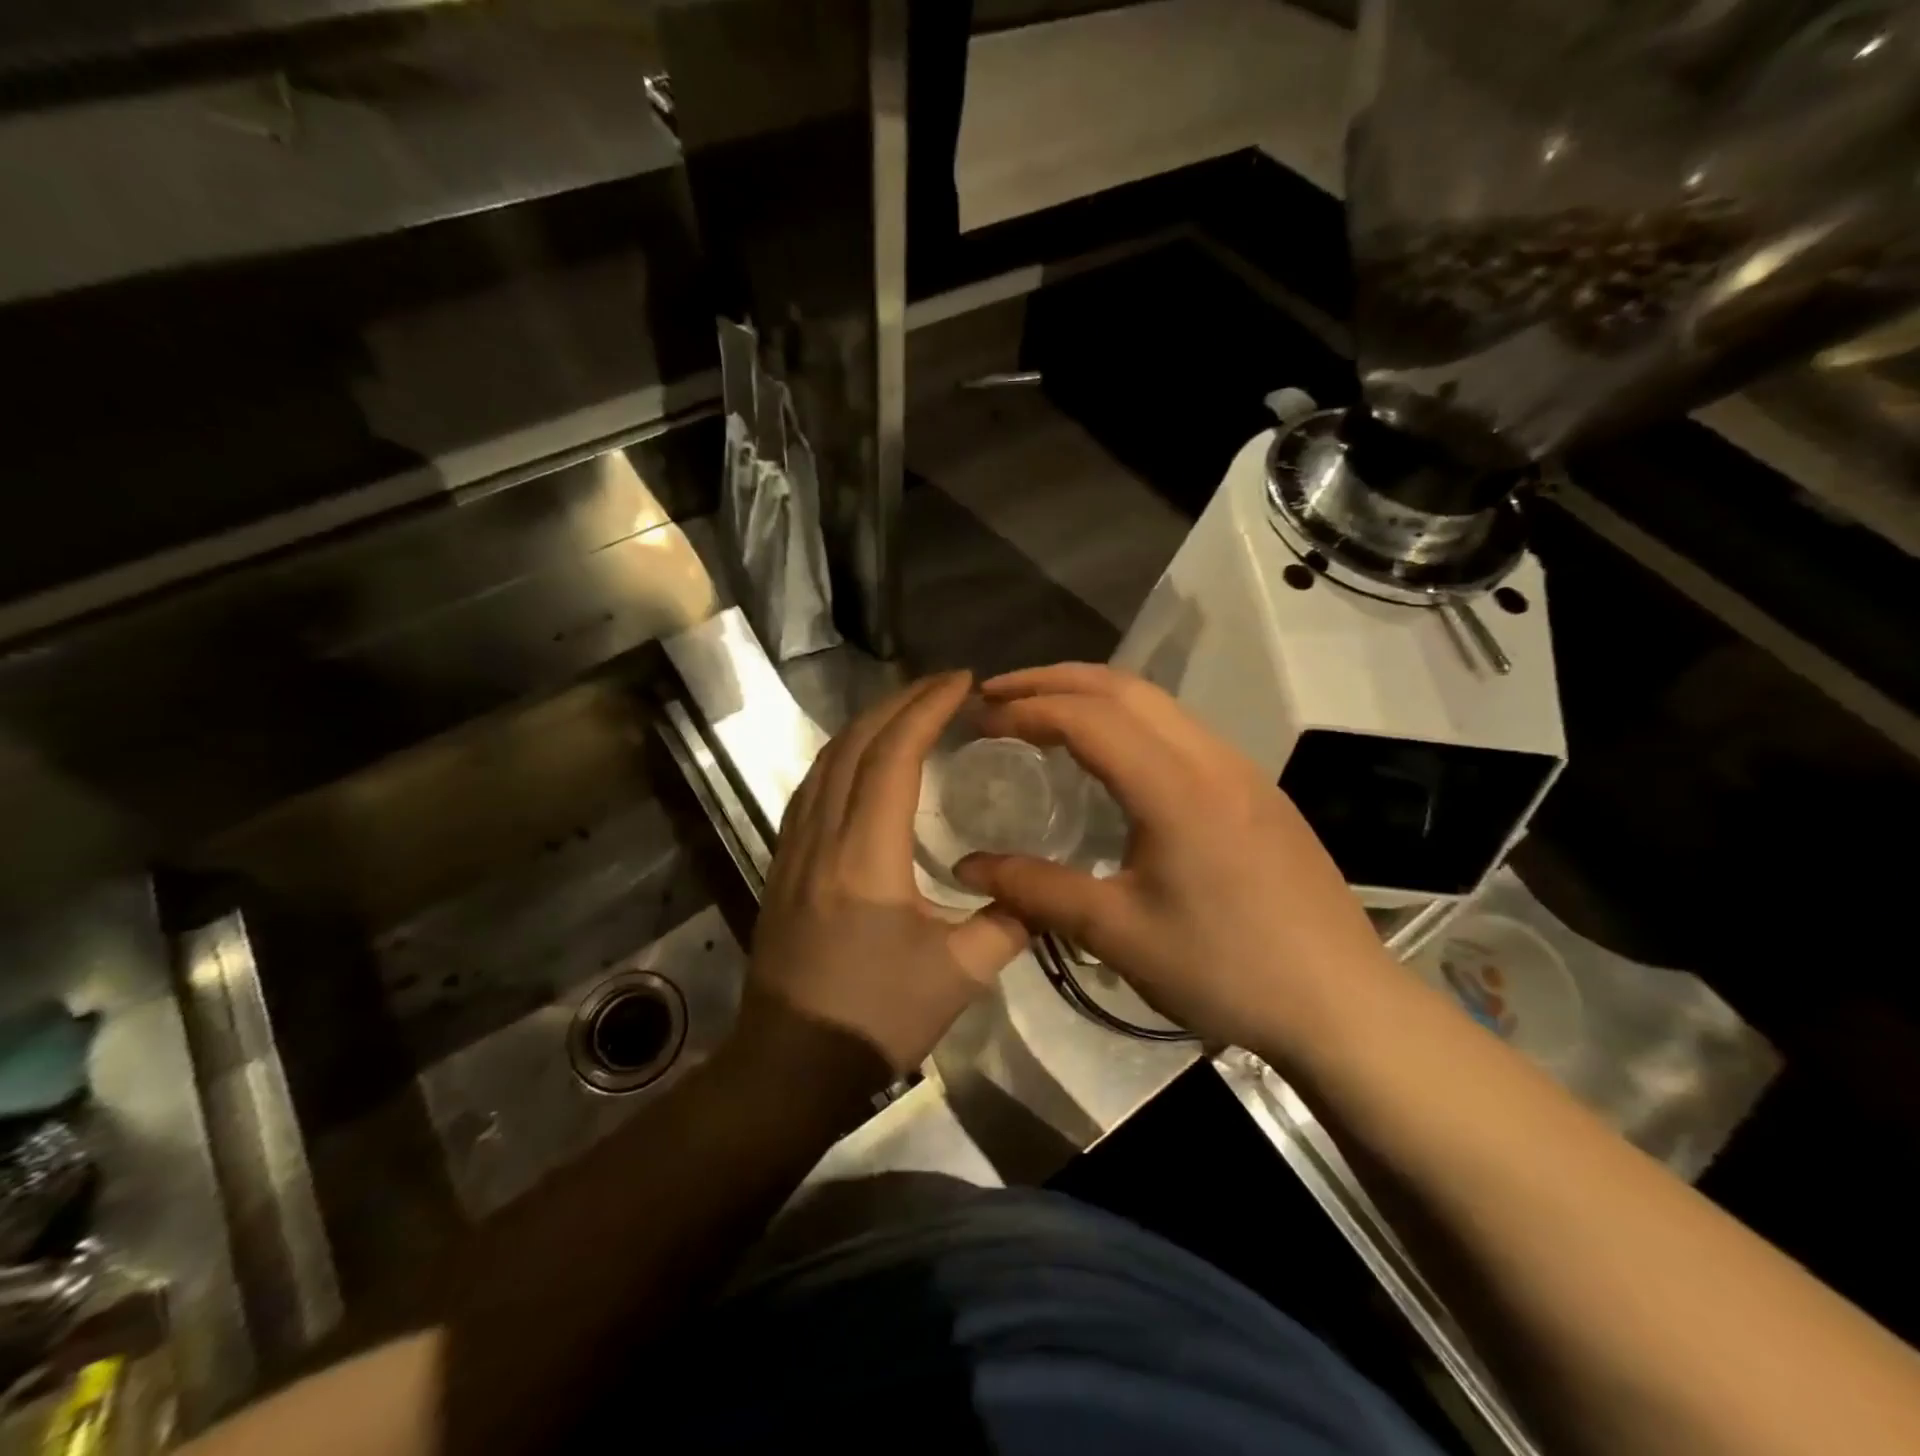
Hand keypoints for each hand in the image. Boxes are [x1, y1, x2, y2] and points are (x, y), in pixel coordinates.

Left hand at [737, 671, 1029, 1087]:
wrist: (789, 1064)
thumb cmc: (876, 1016)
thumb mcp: (959, 975)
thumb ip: (1008, 924)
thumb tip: (1040, 894)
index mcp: (866, 853)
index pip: (894, 755)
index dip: (927, 708)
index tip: (962, 682)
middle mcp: (823, 835)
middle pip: (855, 744)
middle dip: (899, 702)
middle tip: (942, 687)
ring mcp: (793, 848)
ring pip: (826, 762)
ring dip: (866, 725)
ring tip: (907, 712)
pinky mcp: (781, 865)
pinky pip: (811, 789)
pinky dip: (842, 757)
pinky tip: (862, 763)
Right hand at [954, 663, 1396, 1059]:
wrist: (1343, 1005)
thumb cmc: (1225, 970)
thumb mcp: (1118, 934)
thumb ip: (1036, 891)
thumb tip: (967, 867)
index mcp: (1175, 786)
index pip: (1087, 716)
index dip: (1026, 709)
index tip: (980, 720)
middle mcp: (1210, 757)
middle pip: (1122, 687)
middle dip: (1052, 680)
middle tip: (997, 695)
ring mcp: (1241, 769)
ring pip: (1157, 703)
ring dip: (1092, 694)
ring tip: (1042, 713)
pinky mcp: (1256, 790)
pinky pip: (1180, 730)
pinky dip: (1127, 720)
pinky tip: (1109, 756)